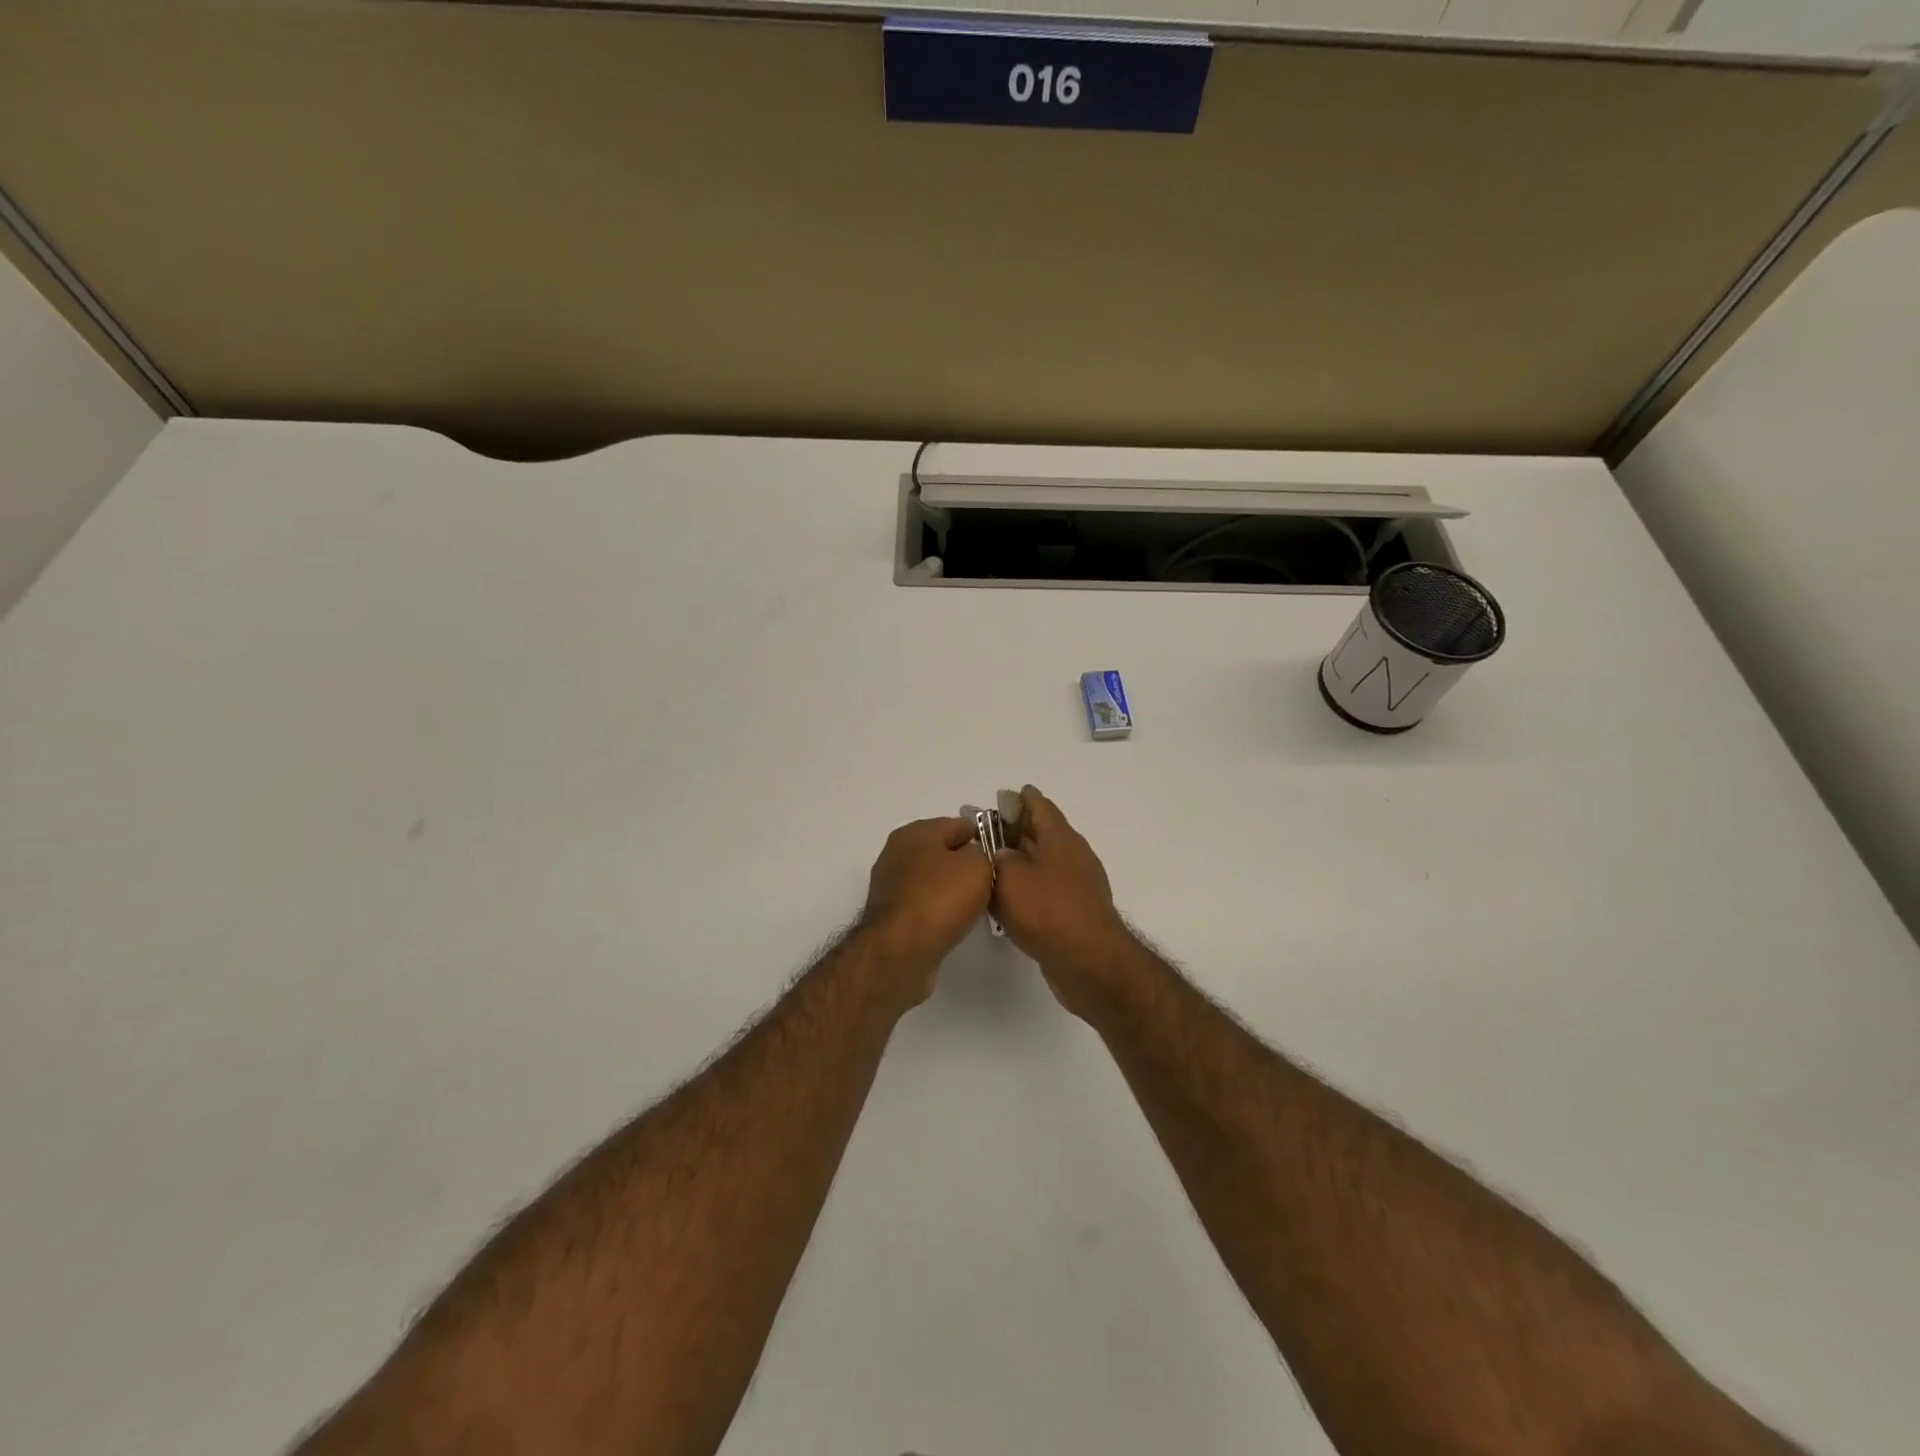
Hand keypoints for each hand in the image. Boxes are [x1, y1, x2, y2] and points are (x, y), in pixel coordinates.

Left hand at [858, 817, 994, 1003]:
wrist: (898, 952)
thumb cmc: (939, 899)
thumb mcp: (977, 866)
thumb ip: (982, 854)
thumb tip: (973, 858)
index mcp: (915, 832)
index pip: (958, 825)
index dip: (983, 836)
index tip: (1001, 856)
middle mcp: (897, 854)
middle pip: (942, 852)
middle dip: (966, 865)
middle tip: (992, 882)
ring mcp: (890, 886)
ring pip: (932, 880)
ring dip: (952, 890)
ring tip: (977, 905)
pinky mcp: (890, 916)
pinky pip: (923, 904)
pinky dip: (938, 911)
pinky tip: (954, 923)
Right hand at [991, 786, 1135, 1015]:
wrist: (1089, 962)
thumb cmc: (1047, 911)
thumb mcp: (1010, 878)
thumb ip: (999, 859)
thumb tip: (1003, 854)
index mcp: (1060, 838)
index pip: (1040, 806)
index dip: (1022, 799)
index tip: (1006, 795)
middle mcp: (1073, 855)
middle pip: (1042, 833)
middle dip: (1017, 829)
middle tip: (988, 829)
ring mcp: (1078, 884)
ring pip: (1044, 862)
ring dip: (1022, 860)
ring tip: (993, 863)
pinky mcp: (1076, 911)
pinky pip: (1048, 888)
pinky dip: (1029, 885)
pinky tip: (1011, 897)